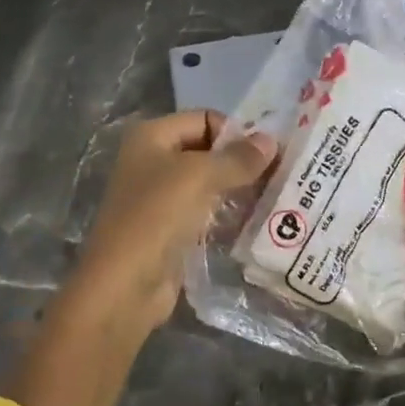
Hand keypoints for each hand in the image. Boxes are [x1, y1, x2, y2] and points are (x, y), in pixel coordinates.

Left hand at [64, 110, 277, 332]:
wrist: (124, 286)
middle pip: (208, 150)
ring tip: (275, 197)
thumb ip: (238, 158)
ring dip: (240, 188)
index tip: (269, 153)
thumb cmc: (156, 217)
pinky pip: (208, 212)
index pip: (205, 119)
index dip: (236, 132)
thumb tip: (271, 141)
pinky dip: (230, 213)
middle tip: (280, 174)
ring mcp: (161, 197)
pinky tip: (257, 220)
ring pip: (210, 183)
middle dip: (242, 161)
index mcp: (152, 137)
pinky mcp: (172, 229)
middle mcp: (154, 161)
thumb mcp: (200, 177)